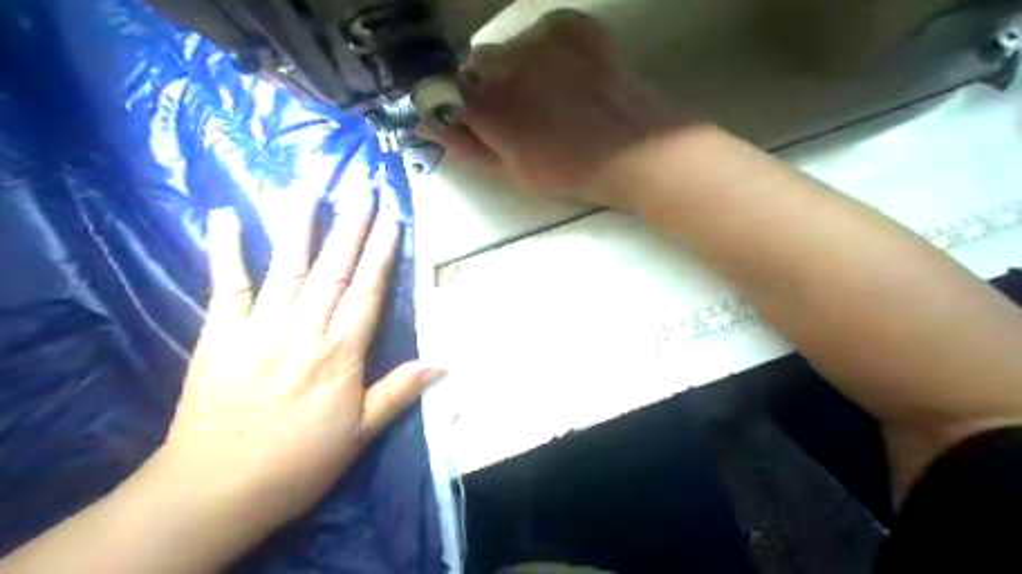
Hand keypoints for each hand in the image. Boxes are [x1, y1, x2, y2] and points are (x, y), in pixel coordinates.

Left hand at [155, 195, 434, 535]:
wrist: (215, 490)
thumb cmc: (298, 463)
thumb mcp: (360, 434)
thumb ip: (398, 392)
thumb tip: (442, 363)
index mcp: (340, 355)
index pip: (368, 292)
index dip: (382, 253)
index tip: (392, 220)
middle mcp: (303, 331)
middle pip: (333, 270)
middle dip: (350, 228)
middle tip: (361, 191)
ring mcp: (259, 328)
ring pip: (285, 267)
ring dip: (299, 225)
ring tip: (309, 188)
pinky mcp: (218, 335)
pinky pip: (226, 285)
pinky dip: (226, 248)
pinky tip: (225, 215)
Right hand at [428, 8, 689, 208]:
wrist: (635, 150)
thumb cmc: (570, 172)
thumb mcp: (512, 171)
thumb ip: (467, 144)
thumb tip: (425, 123)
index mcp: (488, 106)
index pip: (444, 91)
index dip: (454, 106)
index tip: (471, 120)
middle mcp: (506, 62)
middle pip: (475, 65)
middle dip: (485, 88)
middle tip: (516, 115)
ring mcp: (540, 38)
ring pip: (507, 47)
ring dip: (514, 67)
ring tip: (546, 95)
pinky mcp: (571, 25)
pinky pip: (540, 31)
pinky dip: (543, 50)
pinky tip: (565, 74)